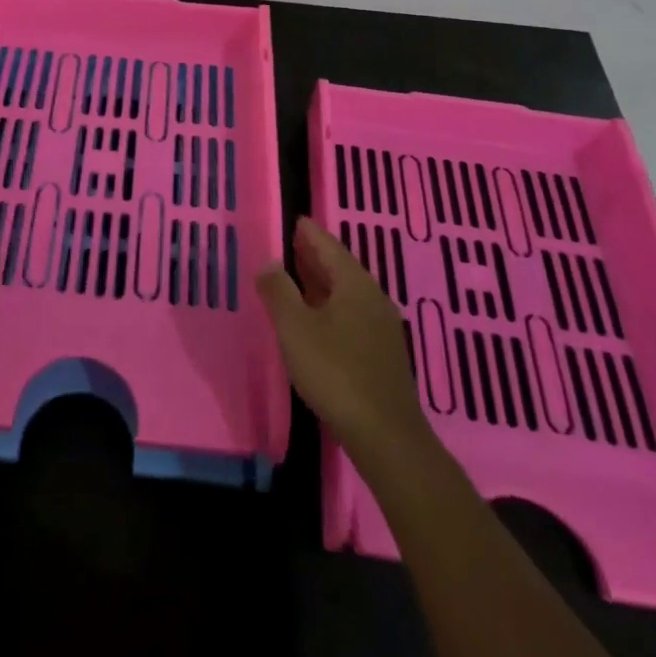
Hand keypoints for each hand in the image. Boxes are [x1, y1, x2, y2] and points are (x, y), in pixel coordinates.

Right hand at [258, 217, 436, 473]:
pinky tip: (317, 319)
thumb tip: (269, 262)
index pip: (329, 246)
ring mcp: (381, 327)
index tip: (295, 220)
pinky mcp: (382, 354)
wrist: (386, 437)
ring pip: (347, 293)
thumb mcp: (295, 328)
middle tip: (291, 243)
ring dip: (322, 282)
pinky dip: (330, 305)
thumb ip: (278, 291)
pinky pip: (352, 314)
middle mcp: (372, 298)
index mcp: (354, 284)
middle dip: (315, 255)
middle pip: (340, 267)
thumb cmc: (335, 373)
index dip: (309, 233)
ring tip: (298, 277)